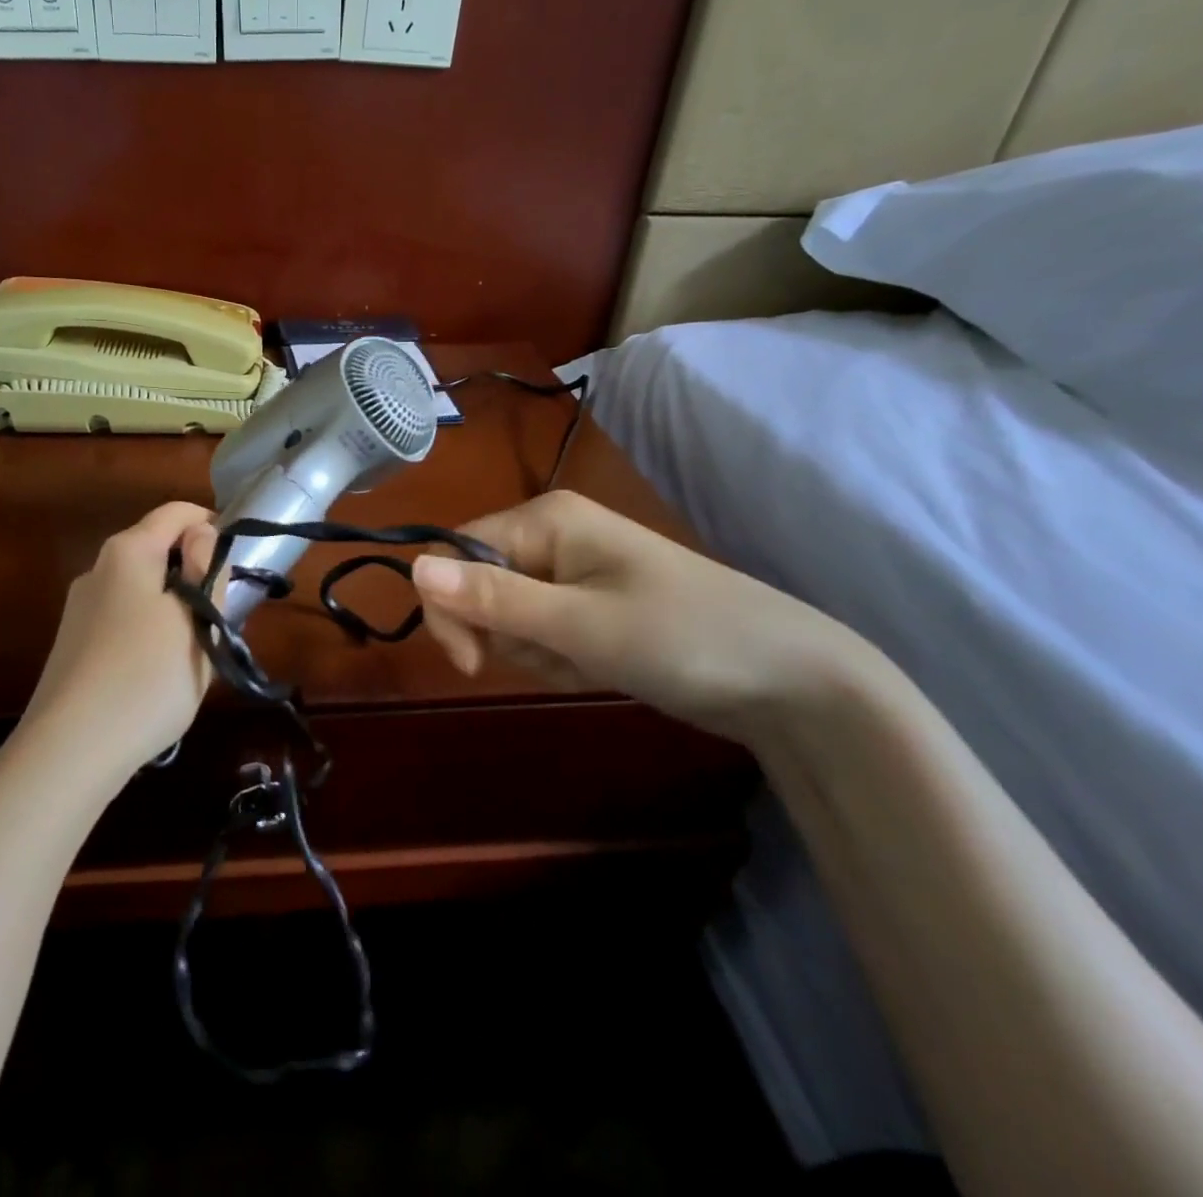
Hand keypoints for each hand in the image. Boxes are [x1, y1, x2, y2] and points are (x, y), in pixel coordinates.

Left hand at [20, 502, 219, 778]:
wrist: (70, 751)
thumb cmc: (147, 676)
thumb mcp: (195, 619)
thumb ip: (205, 568)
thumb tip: (201, 533)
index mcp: (127, 551)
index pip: (177, 512)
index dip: (213, 526)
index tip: (237, 566)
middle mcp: (97, 569)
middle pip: (157, 550)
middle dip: (194, 572)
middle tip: (221, 617)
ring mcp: (80, 609)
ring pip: (142, 589)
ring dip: (175, 606)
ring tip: (195, 652)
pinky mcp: (74, 645)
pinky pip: (125, 620)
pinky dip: (151, 631)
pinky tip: (157, 675)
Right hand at [412, 490, 882, 742]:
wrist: (790, 681)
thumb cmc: (683, 638)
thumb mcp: (580, 625)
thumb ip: (492, 598)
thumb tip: (412, 568)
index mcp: (545, 519)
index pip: (454, 554)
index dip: (449, 608)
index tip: (471, 664)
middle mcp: (550, 536)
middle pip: (477, 587)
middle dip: (506, 635)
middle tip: (560, 656)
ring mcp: (571, 572)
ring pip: (506, 618)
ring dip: (537, 653)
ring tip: (592, 662)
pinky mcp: (587, 606)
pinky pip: (540, 633)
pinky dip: (559, 660)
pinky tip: (601, 667)